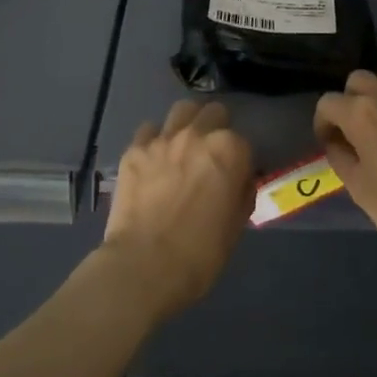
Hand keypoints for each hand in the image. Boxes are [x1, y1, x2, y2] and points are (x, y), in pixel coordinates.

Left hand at [102, 99, 254, 320]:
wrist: (145, 266)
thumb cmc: (202, 253)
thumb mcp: (237, 224)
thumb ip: (241, 191)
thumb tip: (237, 180)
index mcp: (230, 150)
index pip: (243, 142)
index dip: (240, 160)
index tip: (234, 176)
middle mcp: (198, 135)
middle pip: (213, 113)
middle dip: (216, 128)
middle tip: (210, 154)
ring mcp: (162, 139)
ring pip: (181, 110)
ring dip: (187, 123)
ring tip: (183, 145)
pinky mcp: (134, 150)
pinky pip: (148, 130)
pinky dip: (155, 140)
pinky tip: (153, 159)